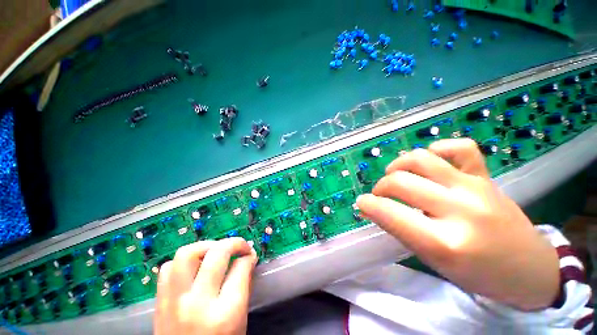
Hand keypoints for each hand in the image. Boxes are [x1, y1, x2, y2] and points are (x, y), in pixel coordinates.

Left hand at [154, 238, 257, 334]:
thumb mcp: (240, 322)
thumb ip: (243, 288)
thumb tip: (247, 261)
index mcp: (226, 313)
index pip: (240, 267)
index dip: (248, 256)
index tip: (250, 255)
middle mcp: (198, 303)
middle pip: (217, 253)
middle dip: (234, 243)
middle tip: (239, 246)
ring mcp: (174, 302)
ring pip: (187, 254)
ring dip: (206, 246)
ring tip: (215, 252)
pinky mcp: (159, 304)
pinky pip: (167, 269)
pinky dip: (182, 262)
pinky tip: (193, 267)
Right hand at [356, 138, 559, 310]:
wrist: (529, 268)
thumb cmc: (478, 274)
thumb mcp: (433, 261)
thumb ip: (400, 230)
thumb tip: (372, 208)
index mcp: (446, 243)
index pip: (391, 214)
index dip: (368, 204)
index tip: (361, 203)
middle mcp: (461, 210)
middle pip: (400, 182)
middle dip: (380, 187)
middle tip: (380, 195)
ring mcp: (475, 187)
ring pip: (421, 159)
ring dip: (398, 165)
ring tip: (396, 176)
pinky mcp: (486, 176)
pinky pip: (459, 148)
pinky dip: (438, 149)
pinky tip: (430, 161)